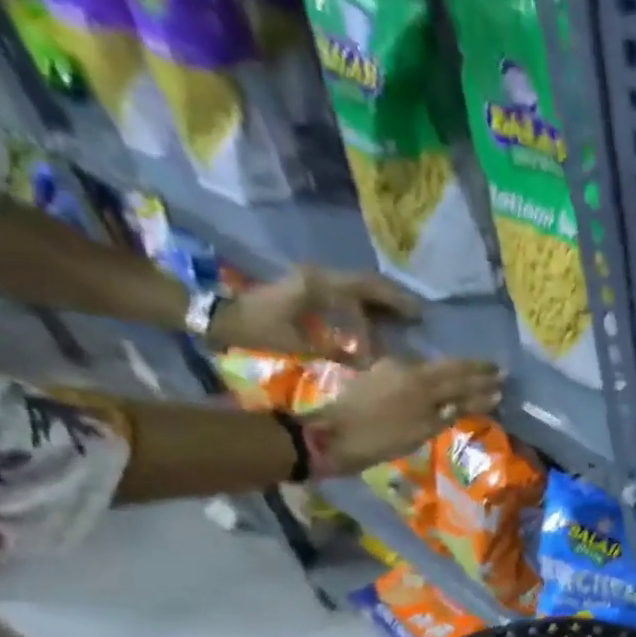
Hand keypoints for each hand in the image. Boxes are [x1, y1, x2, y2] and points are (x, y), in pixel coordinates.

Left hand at [208, 266, 420, 355]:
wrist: (217, 317)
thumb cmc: (259, 331)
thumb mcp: (301, 344)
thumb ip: (340, 351)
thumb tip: (374, 361)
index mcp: (319, 285)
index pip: (367, 289)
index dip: (394, 305)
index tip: (415, 321)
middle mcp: (318, 275)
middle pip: (367, 281)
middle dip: (395, 299)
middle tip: (419, 316)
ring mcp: (312, 278)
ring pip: (358, 284)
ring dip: (382, 299)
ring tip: (404, 317)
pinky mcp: (307, 286)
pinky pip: (346, 290)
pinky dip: (366, 302)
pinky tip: (378, 318)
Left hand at [309, 358, 503, 477]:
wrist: (328, 438)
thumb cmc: (380, 439)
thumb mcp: (423, 429)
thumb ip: (454, 410)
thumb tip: (487, 397)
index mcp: (421, 380)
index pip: (461, 374)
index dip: (484, 376)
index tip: (504, 376)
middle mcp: (407, 368)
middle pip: (448, 368)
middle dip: (473, 372)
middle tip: (496, 372)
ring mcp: (389, 369)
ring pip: (432, 369)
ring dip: (454, 374)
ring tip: (473, 379)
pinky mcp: (377, 376)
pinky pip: (416, 373)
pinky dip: (434, 380)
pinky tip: (441, 385)